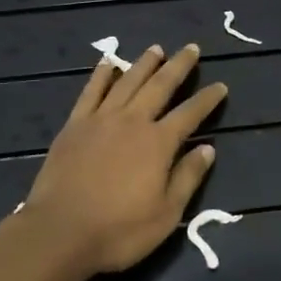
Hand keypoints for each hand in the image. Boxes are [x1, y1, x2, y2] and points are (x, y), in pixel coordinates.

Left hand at [14, 44, 226, 276]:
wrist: (59, 232)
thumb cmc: (118, 230)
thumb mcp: (166, 214)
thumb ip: (188, 177)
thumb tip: (208, 148)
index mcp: (158, 143)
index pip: (190, 114)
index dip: (207, 99)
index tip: (221, 86)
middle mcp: (132, 121)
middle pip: (160, 86)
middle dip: (178, 66)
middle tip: (191, 48)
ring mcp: (101, 119)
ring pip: (127, 81)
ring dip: (144, 63)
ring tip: (156, 48)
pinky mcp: (75, 125)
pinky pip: (91, 91)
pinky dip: (101, 74)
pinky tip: (107, 62)